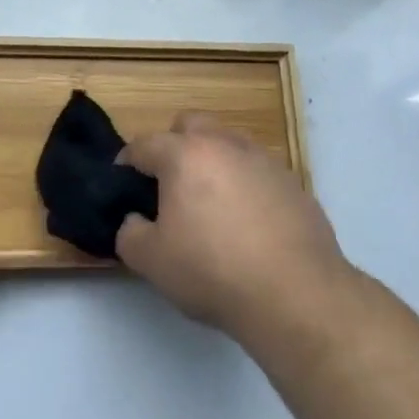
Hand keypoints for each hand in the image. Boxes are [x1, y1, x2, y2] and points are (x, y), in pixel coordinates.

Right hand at [115, 113, 351, 337]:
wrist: (295, 293)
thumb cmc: (213, 271)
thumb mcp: (151, 261)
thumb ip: (129, 233)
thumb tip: (135, 220)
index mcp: (184, 155)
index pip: (143, 144)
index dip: (127, 163)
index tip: (123, 185)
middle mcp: (224, 144)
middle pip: (190, 125)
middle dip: (173, 145)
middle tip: (168, 185)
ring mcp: (263, 159)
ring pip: (227, 142)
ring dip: (212, 160)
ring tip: (210, 202)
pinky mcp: (292, 182)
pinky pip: (257, 169)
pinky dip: (244, 183)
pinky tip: (247, 221)